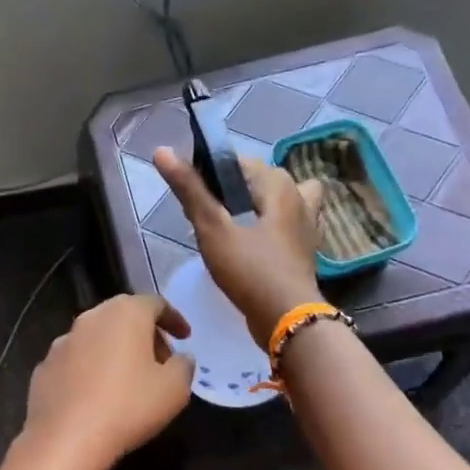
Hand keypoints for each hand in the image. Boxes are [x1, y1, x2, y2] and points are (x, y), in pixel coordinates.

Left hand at [24, 294, 194, 469]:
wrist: (65, 439)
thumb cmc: (128, 407)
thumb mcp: (174, 389)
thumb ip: (184, 366)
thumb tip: (180, 358)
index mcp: (124, 313)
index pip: (155, 304)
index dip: (174, 319)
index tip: (185, 337)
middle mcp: (90, 318)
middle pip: (124, 316)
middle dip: (146, 334)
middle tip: (162, 361)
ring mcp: (63, 342)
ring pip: (97, 337)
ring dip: (116, 351)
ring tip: (130, 379)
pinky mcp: (44, 367)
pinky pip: (77, 361)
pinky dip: (91, 369)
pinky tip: (98, 395)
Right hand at [153, 147, 324, 346]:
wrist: (286, 318)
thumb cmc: (250, 268)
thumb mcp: (212, 227)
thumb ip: (189, 190)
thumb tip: (162, 151)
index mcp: (280, 184)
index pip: (239, 163)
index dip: (212, 174)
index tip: (193, 199)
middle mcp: (300, 197)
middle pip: (260, 182)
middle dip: (234, 192)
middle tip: (208, 218)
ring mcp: (307, 225)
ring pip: (278, 203)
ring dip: (256, 209)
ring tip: (232, 227)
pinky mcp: (304, 250)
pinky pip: (283, 226)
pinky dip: (268, 229)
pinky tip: (250, 246)